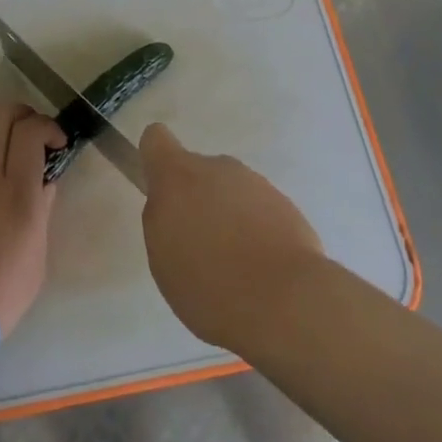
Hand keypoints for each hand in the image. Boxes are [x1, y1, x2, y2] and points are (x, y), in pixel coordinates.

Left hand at [0, 103, 62, 335]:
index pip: (30, 133)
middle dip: (22, 113)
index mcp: (19, 195)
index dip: (48, 126)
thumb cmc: (1, 294)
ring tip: (6, 144)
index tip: (57, 142)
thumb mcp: (37, 257)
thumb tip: (44, 184)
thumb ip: (41, 212)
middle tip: (33, 131)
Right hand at [140, 123, 325, 351]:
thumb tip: (172, 204)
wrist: (285, 302)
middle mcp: (217, 168)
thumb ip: (162, 219)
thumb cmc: (208, 283)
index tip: (159, 189)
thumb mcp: (163, 257)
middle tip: (200, 245)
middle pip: (198, 171)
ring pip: (231, 192)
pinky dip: (257, 230)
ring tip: (235, 265)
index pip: (156, 139)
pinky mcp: (287, 204)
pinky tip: (261, 268)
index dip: (154, 158)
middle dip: (197, 199)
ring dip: (228, 216)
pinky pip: (260, 210)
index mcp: (178, 175)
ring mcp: (256, 183)